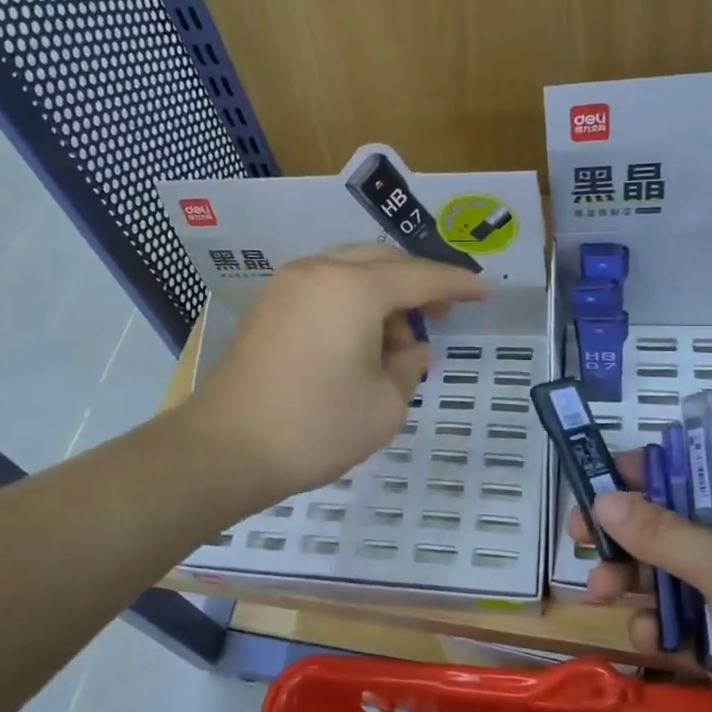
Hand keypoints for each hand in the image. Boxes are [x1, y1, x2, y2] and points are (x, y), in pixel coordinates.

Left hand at [184, 244, 486, 504]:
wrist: (225, 449)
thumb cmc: (315, 427)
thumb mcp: (384, 405)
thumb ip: (409, 367)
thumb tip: (412, 349)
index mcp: (355, 288)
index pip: (421, 277)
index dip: (458, 285)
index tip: (486, 291)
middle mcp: (320, 271)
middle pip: (384, 262)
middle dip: (418, 284)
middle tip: (441, 316)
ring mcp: (289, 284)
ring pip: (352, 270)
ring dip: (383, 294)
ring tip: (397, 342)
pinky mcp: (270, 305)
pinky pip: (325, 286)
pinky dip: (352, 302)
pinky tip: (361, 339)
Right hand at [575, 458, 711, 711]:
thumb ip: (663, 533)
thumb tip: (603, 499)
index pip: (701, 470)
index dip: (650, 471)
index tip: (600, 478)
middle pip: (676, 523)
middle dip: (628, 534)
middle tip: (579, 536)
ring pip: (670, 573)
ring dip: (633, 580)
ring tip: (597, 591)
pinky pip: (679, 619)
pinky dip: (658, 624)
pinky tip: (648, 638)